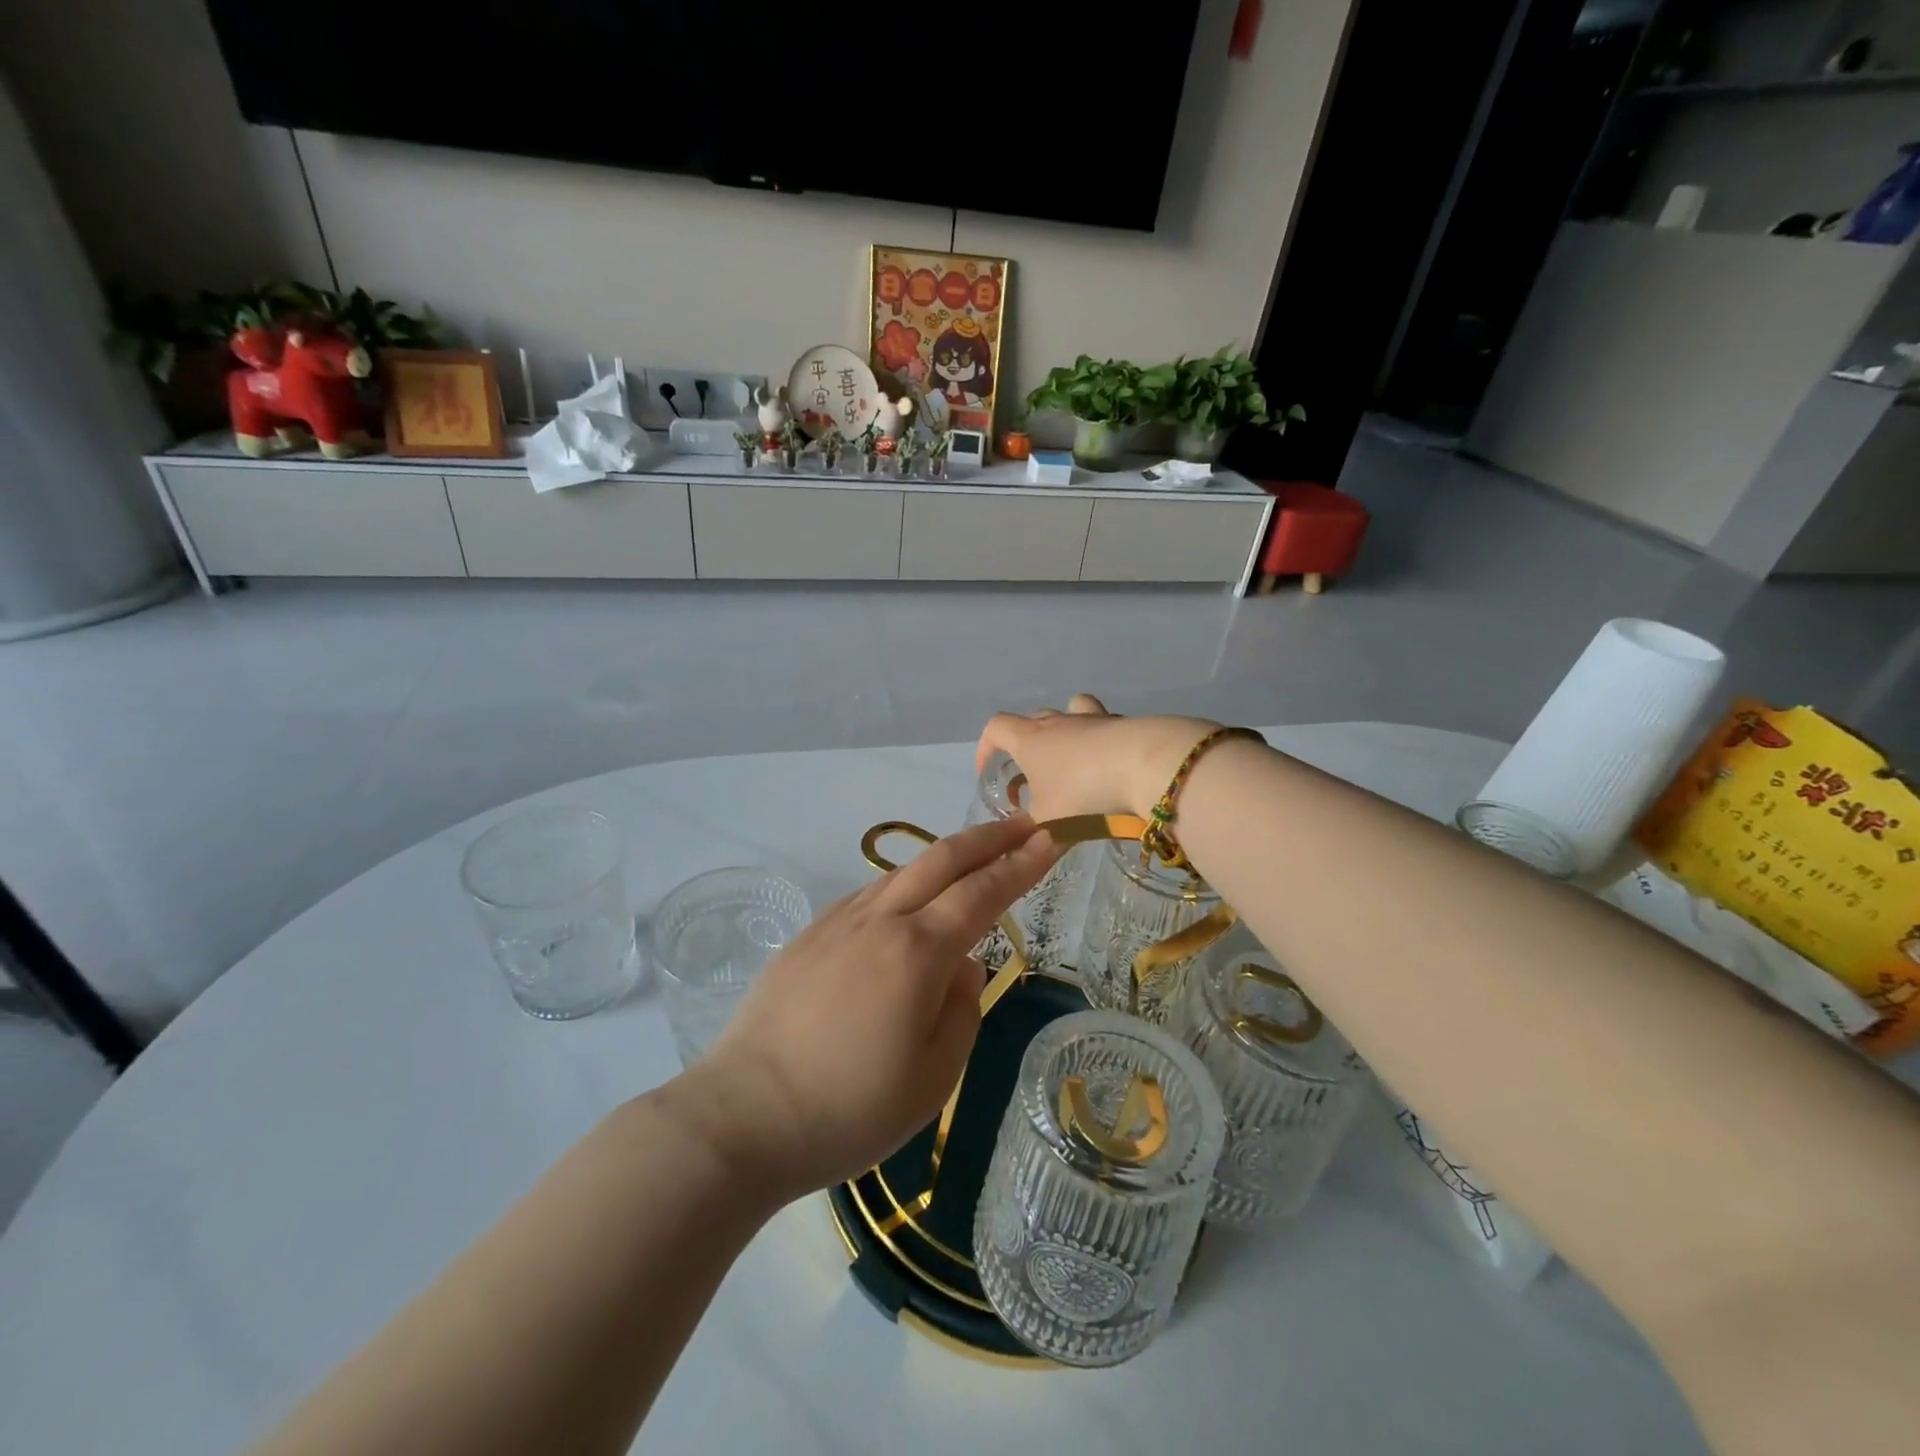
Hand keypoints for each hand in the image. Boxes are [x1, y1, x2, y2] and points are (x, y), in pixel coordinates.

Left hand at [673, 817, 1060, 1205]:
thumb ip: (962, 1010)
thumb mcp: (932, 1076)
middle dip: (989, 836)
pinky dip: (903, 885)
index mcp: (918, 952)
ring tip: (973, 862)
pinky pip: (869, 895)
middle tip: (1023, 825)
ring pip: (903, 872)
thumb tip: (962, 966)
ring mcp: (838, 922)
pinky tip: (908, 905)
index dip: (1021, 862)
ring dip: (945, 858)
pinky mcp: (809, 936)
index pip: (983, 891)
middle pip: (942, 858)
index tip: (1051, 837)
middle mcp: (880, 920)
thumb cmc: (848, 1109)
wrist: (743, 1116)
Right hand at [975, 694, 1223, 820]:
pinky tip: (1110, 765)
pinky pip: (1104, 725)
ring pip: (1071, 710)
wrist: (1145, 765)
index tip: (989, 769)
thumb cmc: (1083, 792)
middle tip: (1034, 772)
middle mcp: (1058, 721)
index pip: (995, 728)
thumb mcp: (1050, 822)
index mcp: (1029, 739)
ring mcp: (1092, 719)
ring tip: (1074, 760)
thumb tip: (1023, 845)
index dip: (986, 746)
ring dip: (1067, 730)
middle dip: (1027, 742)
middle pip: (1033, 719)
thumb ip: (1033, 832)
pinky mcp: (1123, 724)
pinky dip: (1101, 740)